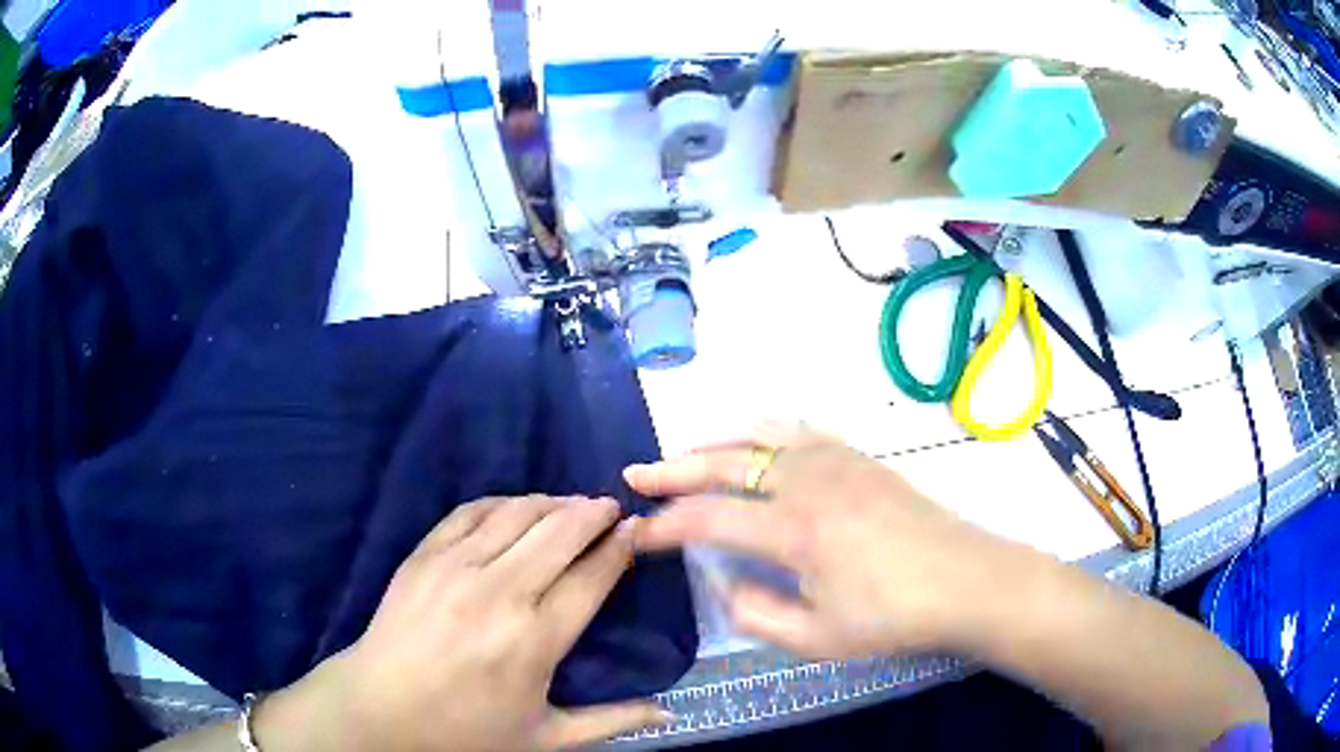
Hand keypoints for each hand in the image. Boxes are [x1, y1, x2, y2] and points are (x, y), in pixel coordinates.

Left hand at [258, 496, 668, 751]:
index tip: (638, 529)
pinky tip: (517, 507)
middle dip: (594, 513)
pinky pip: (471, 511)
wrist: (381, 711)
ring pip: (518, 513)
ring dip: (553, 502)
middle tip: (611, 509)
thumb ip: (612, 722)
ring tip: (572, 506)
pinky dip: (503, 502)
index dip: (621, 546)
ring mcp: (456, 567)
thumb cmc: (467, 731)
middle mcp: (500, 593)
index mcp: (535, 639)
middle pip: (560, 531)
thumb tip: (669, 713)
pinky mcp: (424, 555)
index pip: (593, 576)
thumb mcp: (546, 738)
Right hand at [627, 424, 1030, 658]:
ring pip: (761, 437)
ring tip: (683, 453)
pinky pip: (799, 432)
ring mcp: (837, 462)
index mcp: (796, 530)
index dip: (664, 526)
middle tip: (637, 474)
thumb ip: (758, 614)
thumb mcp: (819, 639)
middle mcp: (809, 482)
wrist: (965, 580)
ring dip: (715, 444)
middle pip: (726, 464)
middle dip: (674, 469)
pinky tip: (755, 442)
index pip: (709, 519)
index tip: (636, 535)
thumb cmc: (893, 617)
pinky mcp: (859, 458)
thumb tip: (723, 585)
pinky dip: (763, 433)